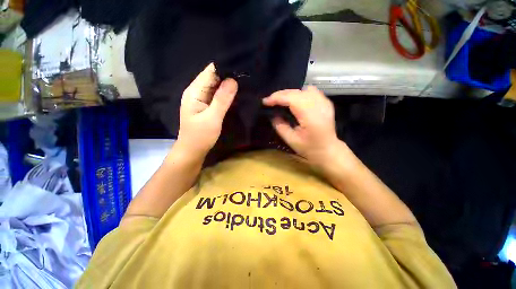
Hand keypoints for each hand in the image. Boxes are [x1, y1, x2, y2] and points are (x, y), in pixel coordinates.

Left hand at [177, 63, 237, 158]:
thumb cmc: (200, 136)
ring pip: (217, 86)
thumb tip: (233, 80)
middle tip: (247, 76)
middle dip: (229, 76)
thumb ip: (222, 99)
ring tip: (246, 83)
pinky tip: (237, 94)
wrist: (193, 151)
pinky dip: (227, 94)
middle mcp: (197, 91)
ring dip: (229, 85)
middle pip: (214, 77)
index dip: (225, 68)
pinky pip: (218, 95)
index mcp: (195, 91)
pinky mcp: (207, 105)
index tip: (242, 68)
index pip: (210, 71)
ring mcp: (202, 99)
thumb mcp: (212, 118)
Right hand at [262, 86, 340, 167]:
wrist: (329, 150)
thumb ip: (280, 126)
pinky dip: (300, 93)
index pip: (291, 98)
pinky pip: (311, 91)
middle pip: (296, 92)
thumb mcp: (291, 140)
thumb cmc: (310, 148)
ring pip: (303, 89)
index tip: (265, 102)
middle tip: (270, 101)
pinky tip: (295, 100)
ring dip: (290, 93)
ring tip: (281, 100)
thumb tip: (273, 115)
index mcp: (310, 116)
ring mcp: (324, 102)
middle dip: (280, 94)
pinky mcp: (326, 102)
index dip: (276, 98)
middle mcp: (318, 105)